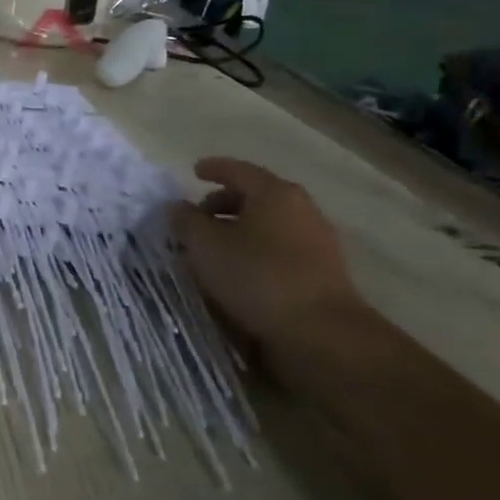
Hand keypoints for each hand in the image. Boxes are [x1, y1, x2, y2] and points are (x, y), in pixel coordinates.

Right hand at [168, 158, 361, 355]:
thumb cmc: (256, 276)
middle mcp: (301, 209)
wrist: (320, 331)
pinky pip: (280, 247)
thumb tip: (177, 206)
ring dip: (239, 229)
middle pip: (256, 196)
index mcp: (274, 193)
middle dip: (223, 202)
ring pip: (268, 223)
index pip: (238, 170)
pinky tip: (238, 269)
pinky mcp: (322, 270)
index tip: (194, 172)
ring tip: (213, 248)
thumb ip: (186, 221)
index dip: (213, 168)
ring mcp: (317, 240)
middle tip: (197, 217)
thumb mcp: (205, 245)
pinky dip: (256, 249)